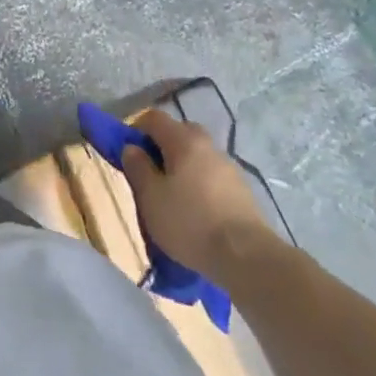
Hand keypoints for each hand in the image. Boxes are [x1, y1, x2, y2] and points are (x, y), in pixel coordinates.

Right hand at [119, 109, 277, 270]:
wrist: (247, 258)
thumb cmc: (190, 222)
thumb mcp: (151, 198)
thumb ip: (137, 168)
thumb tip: (131, 148)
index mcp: (183, 140)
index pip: (154, 118)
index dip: (136, 129)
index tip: (128, 152)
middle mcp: (208, 145)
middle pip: (180, 133)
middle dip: (162, 147)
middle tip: (152, 173)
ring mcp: (229, 167)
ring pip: (198, 156)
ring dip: (183, 167)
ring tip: (174, 197)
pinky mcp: (243, 191)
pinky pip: (213, 177)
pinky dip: (201, 185)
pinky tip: (198, 211)